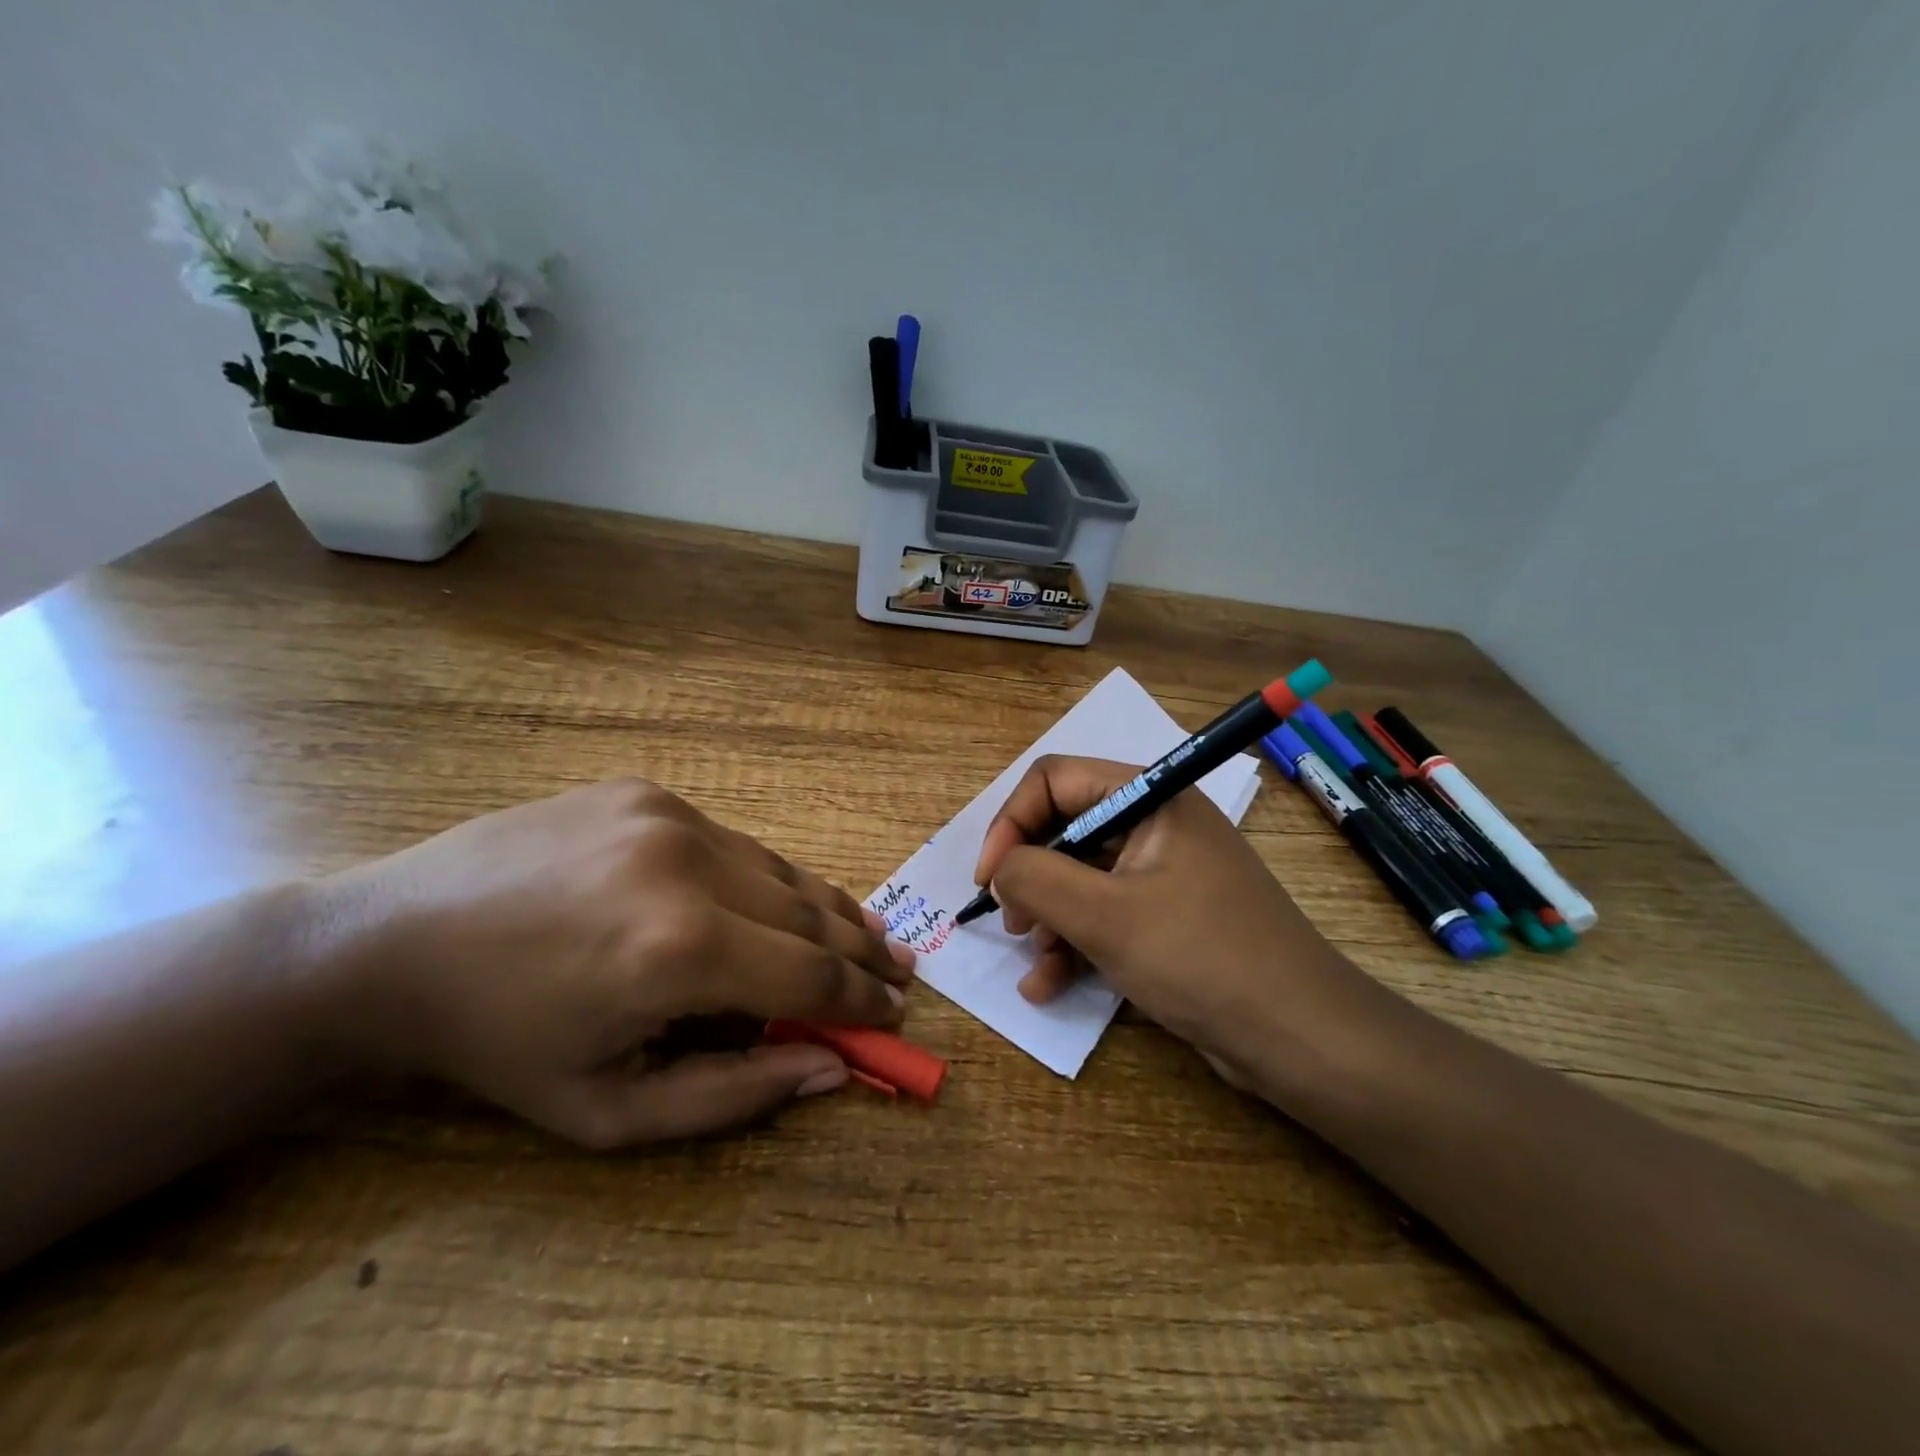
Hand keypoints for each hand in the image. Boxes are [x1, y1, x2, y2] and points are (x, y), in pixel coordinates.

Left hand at [322, 778, 914, 1146]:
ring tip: (867, 936)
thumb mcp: (608, 1109)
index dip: (863, 999)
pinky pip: (733, 843)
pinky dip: (767, 879)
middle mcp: (690, 865)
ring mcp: (670, 816)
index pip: (811, 975)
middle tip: (901, 973)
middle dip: (862, 951)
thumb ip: (732, 1094)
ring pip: (779, 869)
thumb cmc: (500, 1045)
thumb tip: (830, 1068)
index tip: (897, 1014)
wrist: (391, 944)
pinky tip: (781, 901)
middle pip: (810, 913)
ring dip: (826, 909)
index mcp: (680, 950)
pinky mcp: (648, 791)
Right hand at [973, 755, 1388, 1099]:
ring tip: (1034, 961)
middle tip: (1010, 921)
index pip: (1054, 779)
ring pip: (1080, 877)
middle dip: (1030, 876)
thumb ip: (1036, 878)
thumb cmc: (1201, 959)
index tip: (989, 878)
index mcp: (1150, 797)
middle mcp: (1156, 823)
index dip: (1012, 822)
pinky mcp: (1167, 916)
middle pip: (1065, 828)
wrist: (1302, 1039)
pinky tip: (1048, 985)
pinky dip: (1074, 943)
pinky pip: (1104, 914)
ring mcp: (1162, 871)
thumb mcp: (1106, 917)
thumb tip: (1000, 870)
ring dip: (1047, 917)